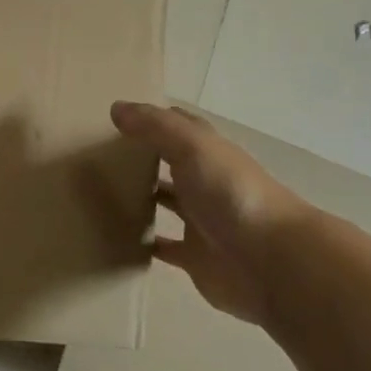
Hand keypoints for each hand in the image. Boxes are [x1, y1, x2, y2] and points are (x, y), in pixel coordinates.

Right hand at [109, 101, 306, 325]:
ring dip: (142, 198)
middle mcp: (206, 182)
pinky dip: (145, 243)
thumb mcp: (193, 148)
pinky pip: (165, 247)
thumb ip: (155, 127)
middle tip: (98, 155)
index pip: (179, 127)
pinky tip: (118, 239)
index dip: (152, 119)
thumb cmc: (232, 194)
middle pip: (171, 164)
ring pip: (167, 203)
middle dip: (143, 158)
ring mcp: (202, 221)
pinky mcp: (195, 258)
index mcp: (209, 152)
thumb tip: (116, 107)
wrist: (271, 262)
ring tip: (100, 193)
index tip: (118, 117)